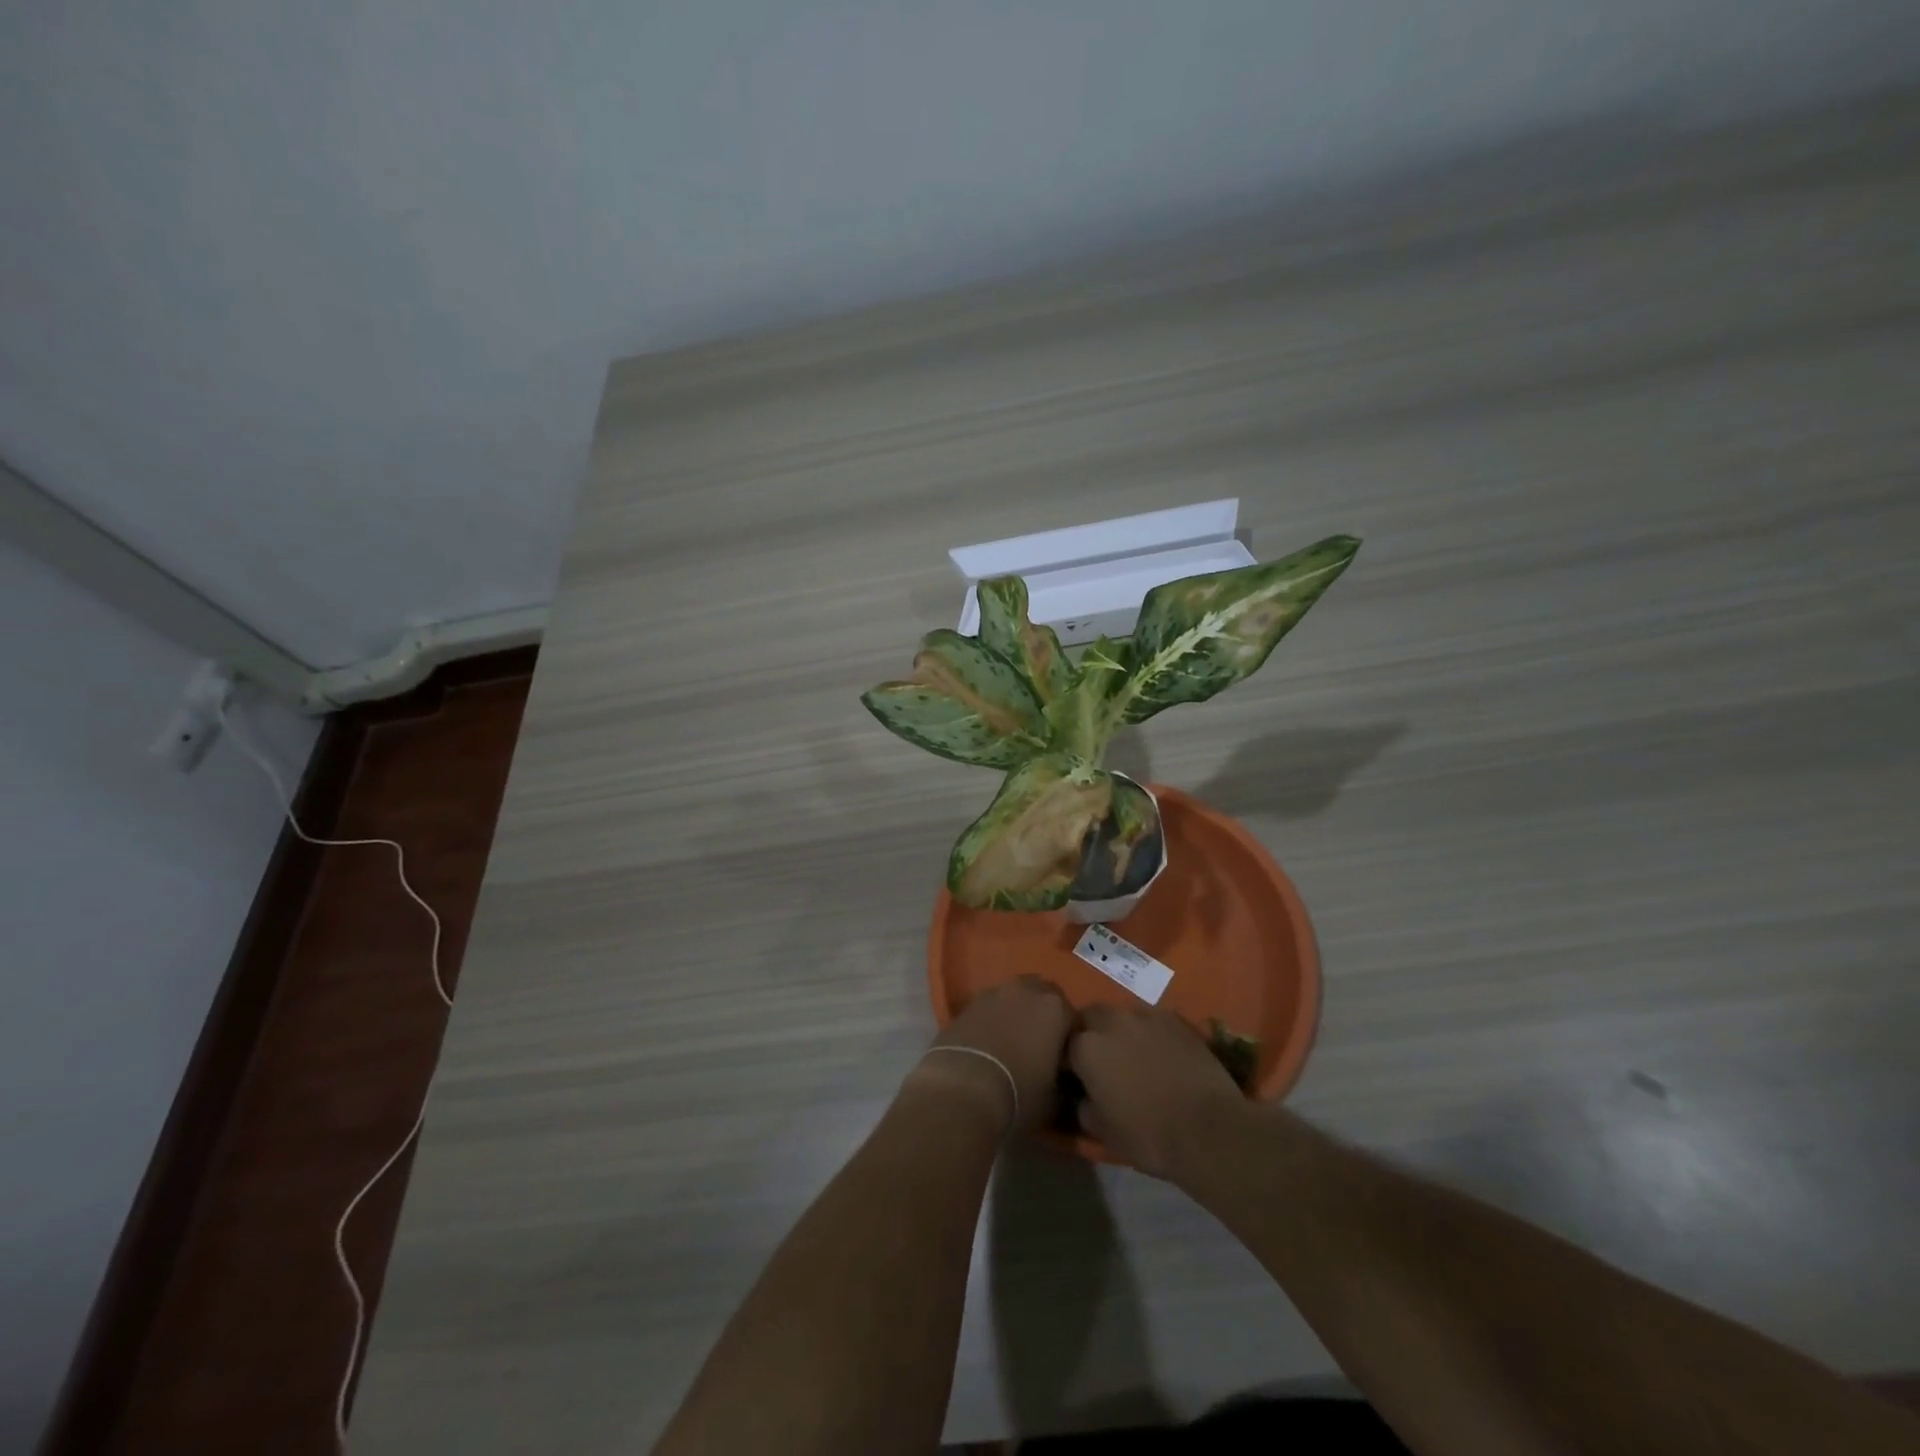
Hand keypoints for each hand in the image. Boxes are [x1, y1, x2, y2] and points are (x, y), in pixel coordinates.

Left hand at [911, 977, 1073, 1134]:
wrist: (961, 1089)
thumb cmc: (1018, 1094)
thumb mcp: (1054, 1100)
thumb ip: (1064, 1083)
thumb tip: (1062, 1083)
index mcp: (1055, 1008)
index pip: (1073, 1018)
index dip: (1070, 1040)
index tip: (1065, 1061)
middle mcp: (1026, 990)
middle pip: (1043, 997)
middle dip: (1044, 1016)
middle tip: (1040, 1046)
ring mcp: (994, 992)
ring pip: (1014, 997)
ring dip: (1017, 1013)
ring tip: (1012, 1044)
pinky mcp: (967, 1003)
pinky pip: (989, 1007)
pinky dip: (993, 1019)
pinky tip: (989, 1044)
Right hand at [1068, 1005, 1245, 1177]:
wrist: (1209, 1129)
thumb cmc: (1148, 1135)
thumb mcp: (1103, 1132)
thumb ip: (1085, 1106)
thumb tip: (1085, 1097)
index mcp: (1086, 1047)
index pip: (1065, 1042)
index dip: (1070, 1059)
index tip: (1077, 1075)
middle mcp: (1112, 1021)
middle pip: (1091, 1016)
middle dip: (1092, 1033)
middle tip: (1104, 1061)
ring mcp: (1146, 1016)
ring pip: (1123, 1015)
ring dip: (1122, 1030)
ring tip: (1135, 1056)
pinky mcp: (1177, 1019)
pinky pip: (1153, 1020)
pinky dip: (1151, 1033)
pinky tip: (1163, 1055)